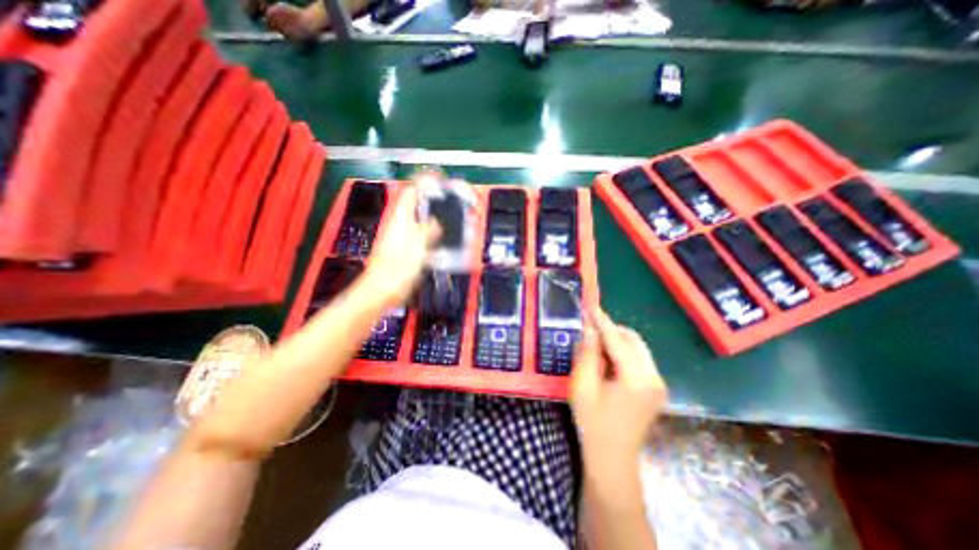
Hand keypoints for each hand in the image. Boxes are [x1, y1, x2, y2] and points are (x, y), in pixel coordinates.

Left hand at [365, 185, 442, 306]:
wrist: (382, 289)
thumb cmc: (398, 267)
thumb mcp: (418, 245)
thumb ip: (429, 230)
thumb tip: (436, 222)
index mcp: (401, 218)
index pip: (411, 191)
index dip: (424, 181)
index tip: (439, 178)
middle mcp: (400, 223)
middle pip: (416, 204)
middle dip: (432, 199)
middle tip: (451, 200)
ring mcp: (402, 236)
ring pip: (420, 220)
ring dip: (433, 216)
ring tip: (451, 217)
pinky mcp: (405, 249)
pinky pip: (421, 235)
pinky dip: (432, 233)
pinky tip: (442, 239)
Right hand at [571, 312, 669, 475]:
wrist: (612, 457)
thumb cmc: (592, 422)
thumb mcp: (583, 385)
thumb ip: (588, 354)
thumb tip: (590, 328)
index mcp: (636, 379)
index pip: (617, 340)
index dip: (602, 321)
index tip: (590, 305)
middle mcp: (654, 378)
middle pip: (633, 340)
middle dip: (611, 330)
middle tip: (589, 328)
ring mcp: (659, 383)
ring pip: (637, 347)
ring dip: (617, 340)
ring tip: (596, 345)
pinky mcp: (657, 387)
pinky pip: (639, 359)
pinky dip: (623, 352)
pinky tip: (607, 360)